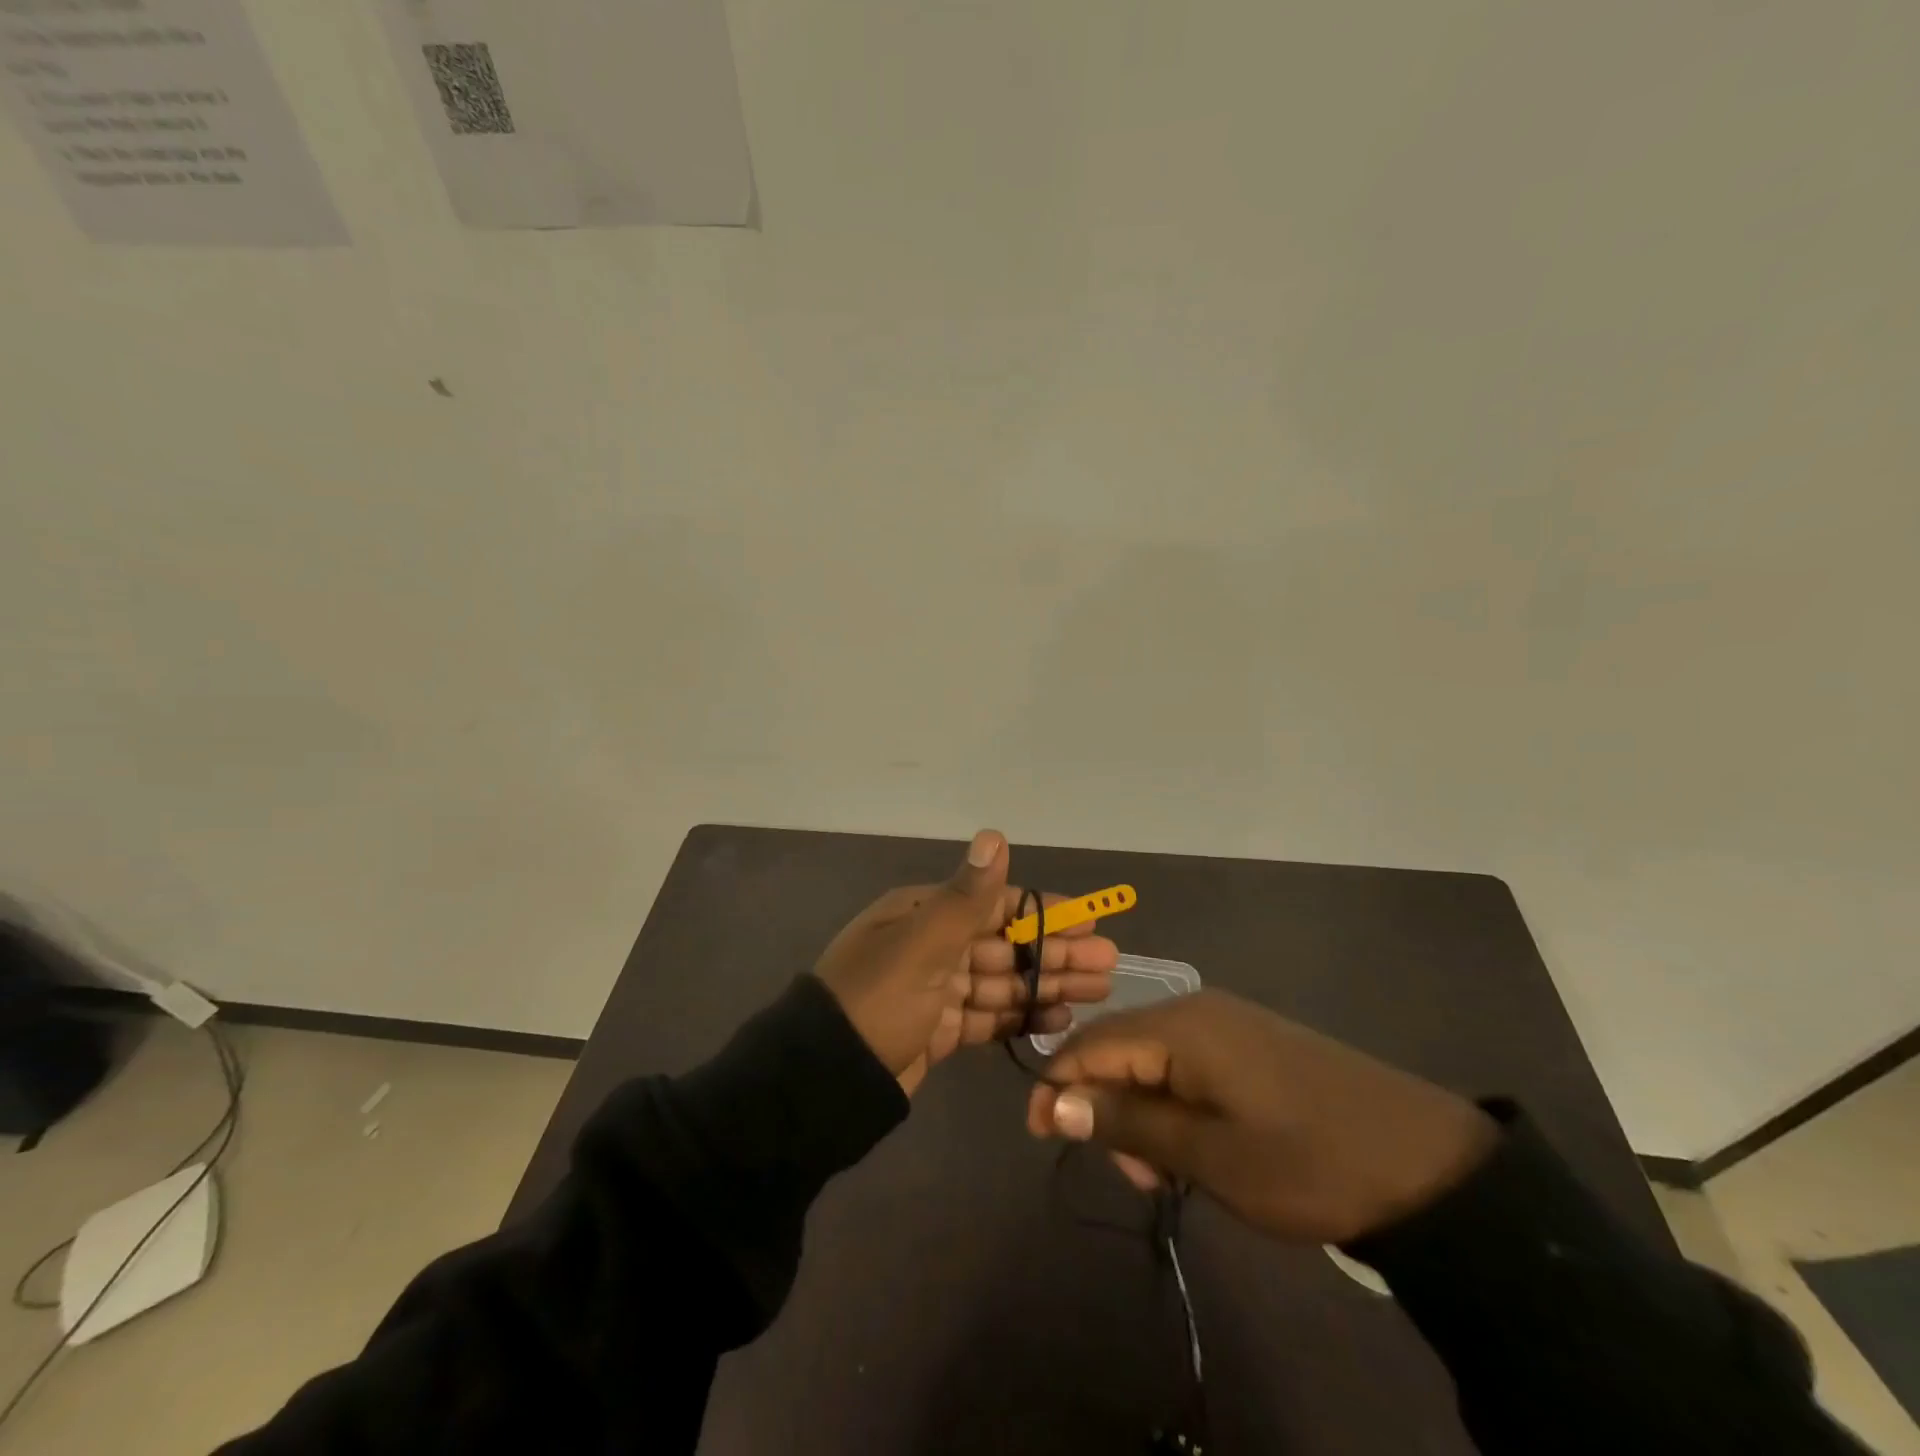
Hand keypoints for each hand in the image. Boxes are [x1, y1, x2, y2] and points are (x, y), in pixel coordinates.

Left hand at [815, 830, 1117, 1093]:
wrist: (823, 1081)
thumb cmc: (877, 1002)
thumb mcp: (921, 946)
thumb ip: (966, 897)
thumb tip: (995, 835)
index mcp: (924, 915)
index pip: (996, 905)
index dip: (1046, 913)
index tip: (1092, 921)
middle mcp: (931, 945)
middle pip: (1006, 945)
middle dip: (1056, 953)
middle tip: (1109, 965)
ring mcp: (935, 990)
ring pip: (1002, 982)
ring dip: (1047, 985)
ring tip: (1097, 992)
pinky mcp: (938, 1030)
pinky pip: (987, 1017)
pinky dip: (1021, 1018)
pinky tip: (1058, 1020)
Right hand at [1026, 990, 1497, 1242]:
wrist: (1426, 1164)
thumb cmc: (1307, 1162)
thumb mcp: (1209, 1155)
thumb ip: (1126, 1122)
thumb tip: (1052, 1102)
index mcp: (1180, 1027)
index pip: (1090, 1043)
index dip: (1057, 1086)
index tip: (1038, 1136)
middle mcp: (1196, 1009)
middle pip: (1118, 1048)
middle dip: (1105, 1106)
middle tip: (1134, 1175)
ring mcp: (1227, 1022)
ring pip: (1152, 1059)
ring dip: (1141, 1112)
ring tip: (1169, 1171)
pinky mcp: (1250, 1042)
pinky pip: (1186, 1064)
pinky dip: (1174, 1104)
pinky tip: (1195, 1145)